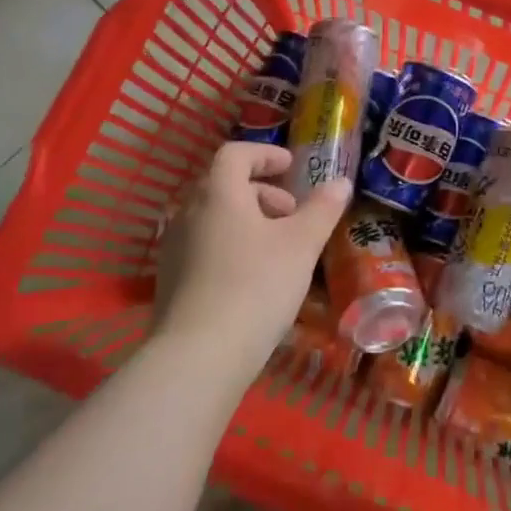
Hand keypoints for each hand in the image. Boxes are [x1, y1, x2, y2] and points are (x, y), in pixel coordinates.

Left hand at [153, 143, 352, 387]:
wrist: (198, 356)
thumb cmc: (255, 286)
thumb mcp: (301, 245)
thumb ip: (322, 209)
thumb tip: (340, 182)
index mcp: (218, 193)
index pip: (236, 154)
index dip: (265, 154)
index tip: (291, 167)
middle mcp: (188, 212)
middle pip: (224, 185)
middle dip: (262, 192)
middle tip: (292, 214)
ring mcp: (174, 248)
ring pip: (214, 218)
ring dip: (247, 220)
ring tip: (277, 248)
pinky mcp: (170, 281)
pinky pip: (204, 246)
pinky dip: (231, 246)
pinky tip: (253, 279)